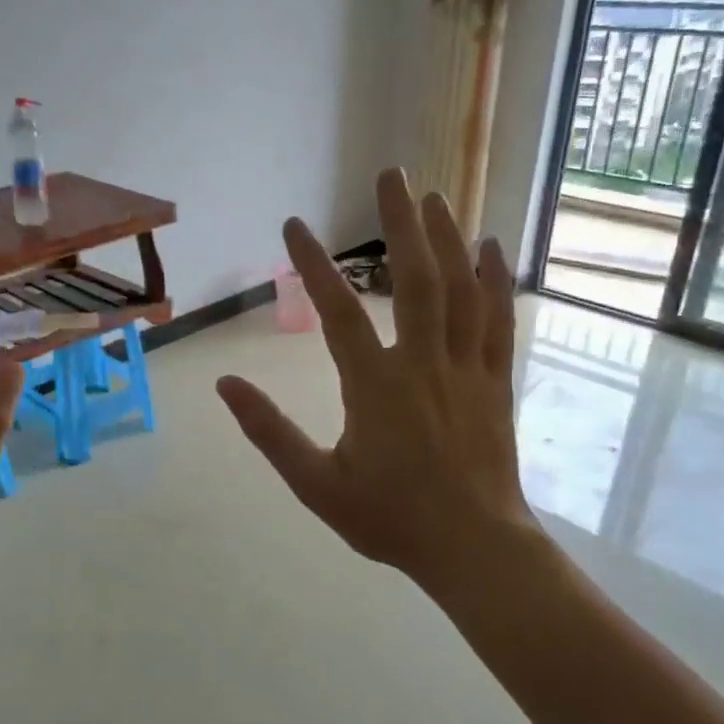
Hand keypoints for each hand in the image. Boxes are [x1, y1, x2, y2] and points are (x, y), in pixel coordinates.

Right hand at [217, 168, 533, 589]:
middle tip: (392, 174)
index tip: (294, 226)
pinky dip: (495, 280)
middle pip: (414, 279)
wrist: (474, 549)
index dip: (313, 265)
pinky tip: (491, 247)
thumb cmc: (390, 519)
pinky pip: (497, 320)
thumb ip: (269, 432)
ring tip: (434, 197)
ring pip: (460, 290)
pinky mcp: (495, 382)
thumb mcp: (315, 484)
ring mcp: (466, 369)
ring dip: (447, 238)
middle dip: (401, 222)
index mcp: (375, 386)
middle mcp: (422, 364)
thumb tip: (226, 385)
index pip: (337, 312)